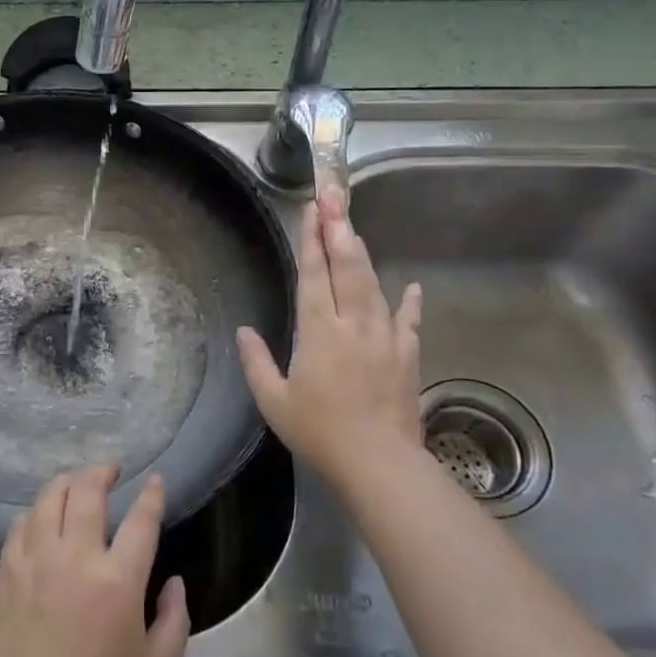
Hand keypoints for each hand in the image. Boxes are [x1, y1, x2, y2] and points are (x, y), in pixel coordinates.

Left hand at [0, 465, 189, 656]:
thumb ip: (175, 621)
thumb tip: (174, 582)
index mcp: (118, 581)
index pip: (140, 520)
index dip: (151, 495)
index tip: (155, 482)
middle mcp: (76, 557)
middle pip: (87, 491)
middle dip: (102, 472)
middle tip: (112, 471)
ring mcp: (37, 561)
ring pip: (49, 498)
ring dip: (67, 481)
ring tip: (78, 483)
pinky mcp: (9, 573)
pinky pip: (21, 523)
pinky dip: (36, 511)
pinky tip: (43, 517)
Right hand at [237, 186, 428, 489]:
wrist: (379, 462)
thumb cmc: (319, 432)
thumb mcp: (274, 402)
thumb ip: (256, 362)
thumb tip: (243, 331)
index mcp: (318, 332)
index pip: (314, 275)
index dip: (312, 239)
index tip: (312, 208)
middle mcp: (353, 324)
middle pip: (347, 266)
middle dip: (339, 227)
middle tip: (335, 194)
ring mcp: (385, 336)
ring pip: (373, 284)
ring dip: (362, 252)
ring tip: (353, 226)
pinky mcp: (407, 354)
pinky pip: (409, 320)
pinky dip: (410, 302)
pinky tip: (412, 285)